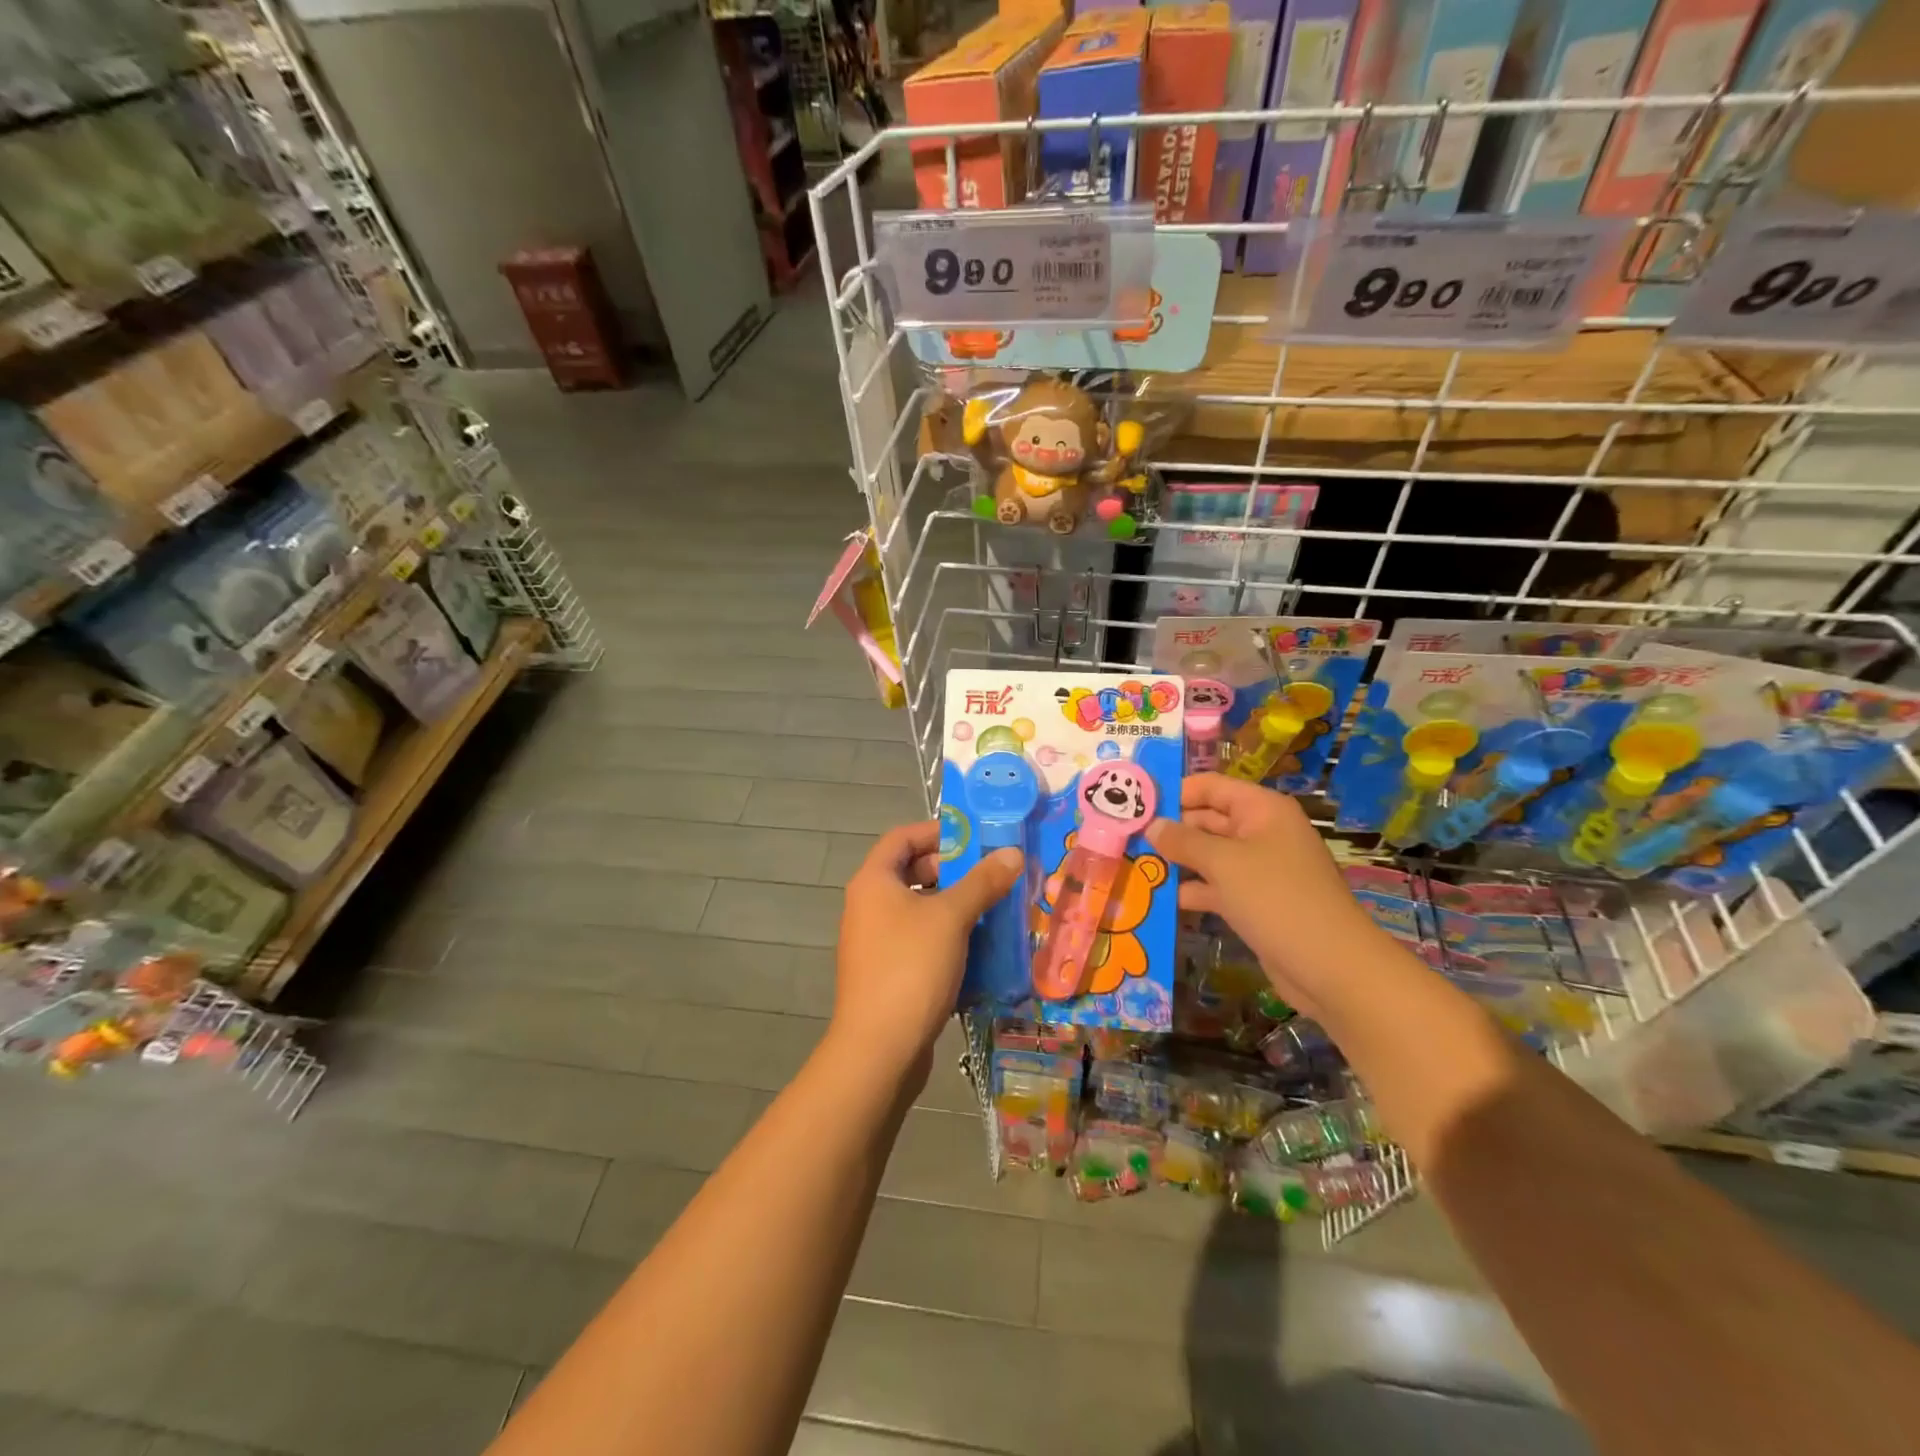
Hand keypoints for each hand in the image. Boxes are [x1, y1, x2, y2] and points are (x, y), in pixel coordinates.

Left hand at [831, 821, 1022, 1085]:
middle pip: (911, 873)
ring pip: (919, 910)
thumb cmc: (911, 968)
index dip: (937, 831)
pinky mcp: (887, 973)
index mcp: (873, 882)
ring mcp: (875, 943)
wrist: (879, 1050)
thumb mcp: (952, 918)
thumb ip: (982, 882)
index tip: (974, 837)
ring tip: (994, 908)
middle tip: (991, 874)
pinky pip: (920, 941)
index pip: (902, 838)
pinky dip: (947, 938)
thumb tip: (1012, 853)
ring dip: (955, 906)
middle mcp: (868, 906)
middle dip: (952, 870)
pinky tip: (980, 948)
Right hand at [1146, 775, 1380, 1018]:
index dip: (1174, 792)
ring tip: (1133, 866)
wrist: (1332, 967)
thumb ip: (1183, 841)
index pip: (1210, 787)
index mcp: (1261, 810)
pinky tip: (1157, 899)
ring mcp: (1259, 869)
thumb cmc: (1277, 899)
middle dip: (1170, 830)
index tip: (1134, 805)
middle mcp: (1261, 832)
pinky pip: (1216, 887)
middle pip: (1207, 820)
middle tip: (1125, 839)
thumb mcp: (1224, 864)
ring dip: (1176, 862)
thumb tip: (1152, 825)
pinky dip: (1191, 891)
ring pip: (1208, 856)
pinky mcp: (1254, 902)